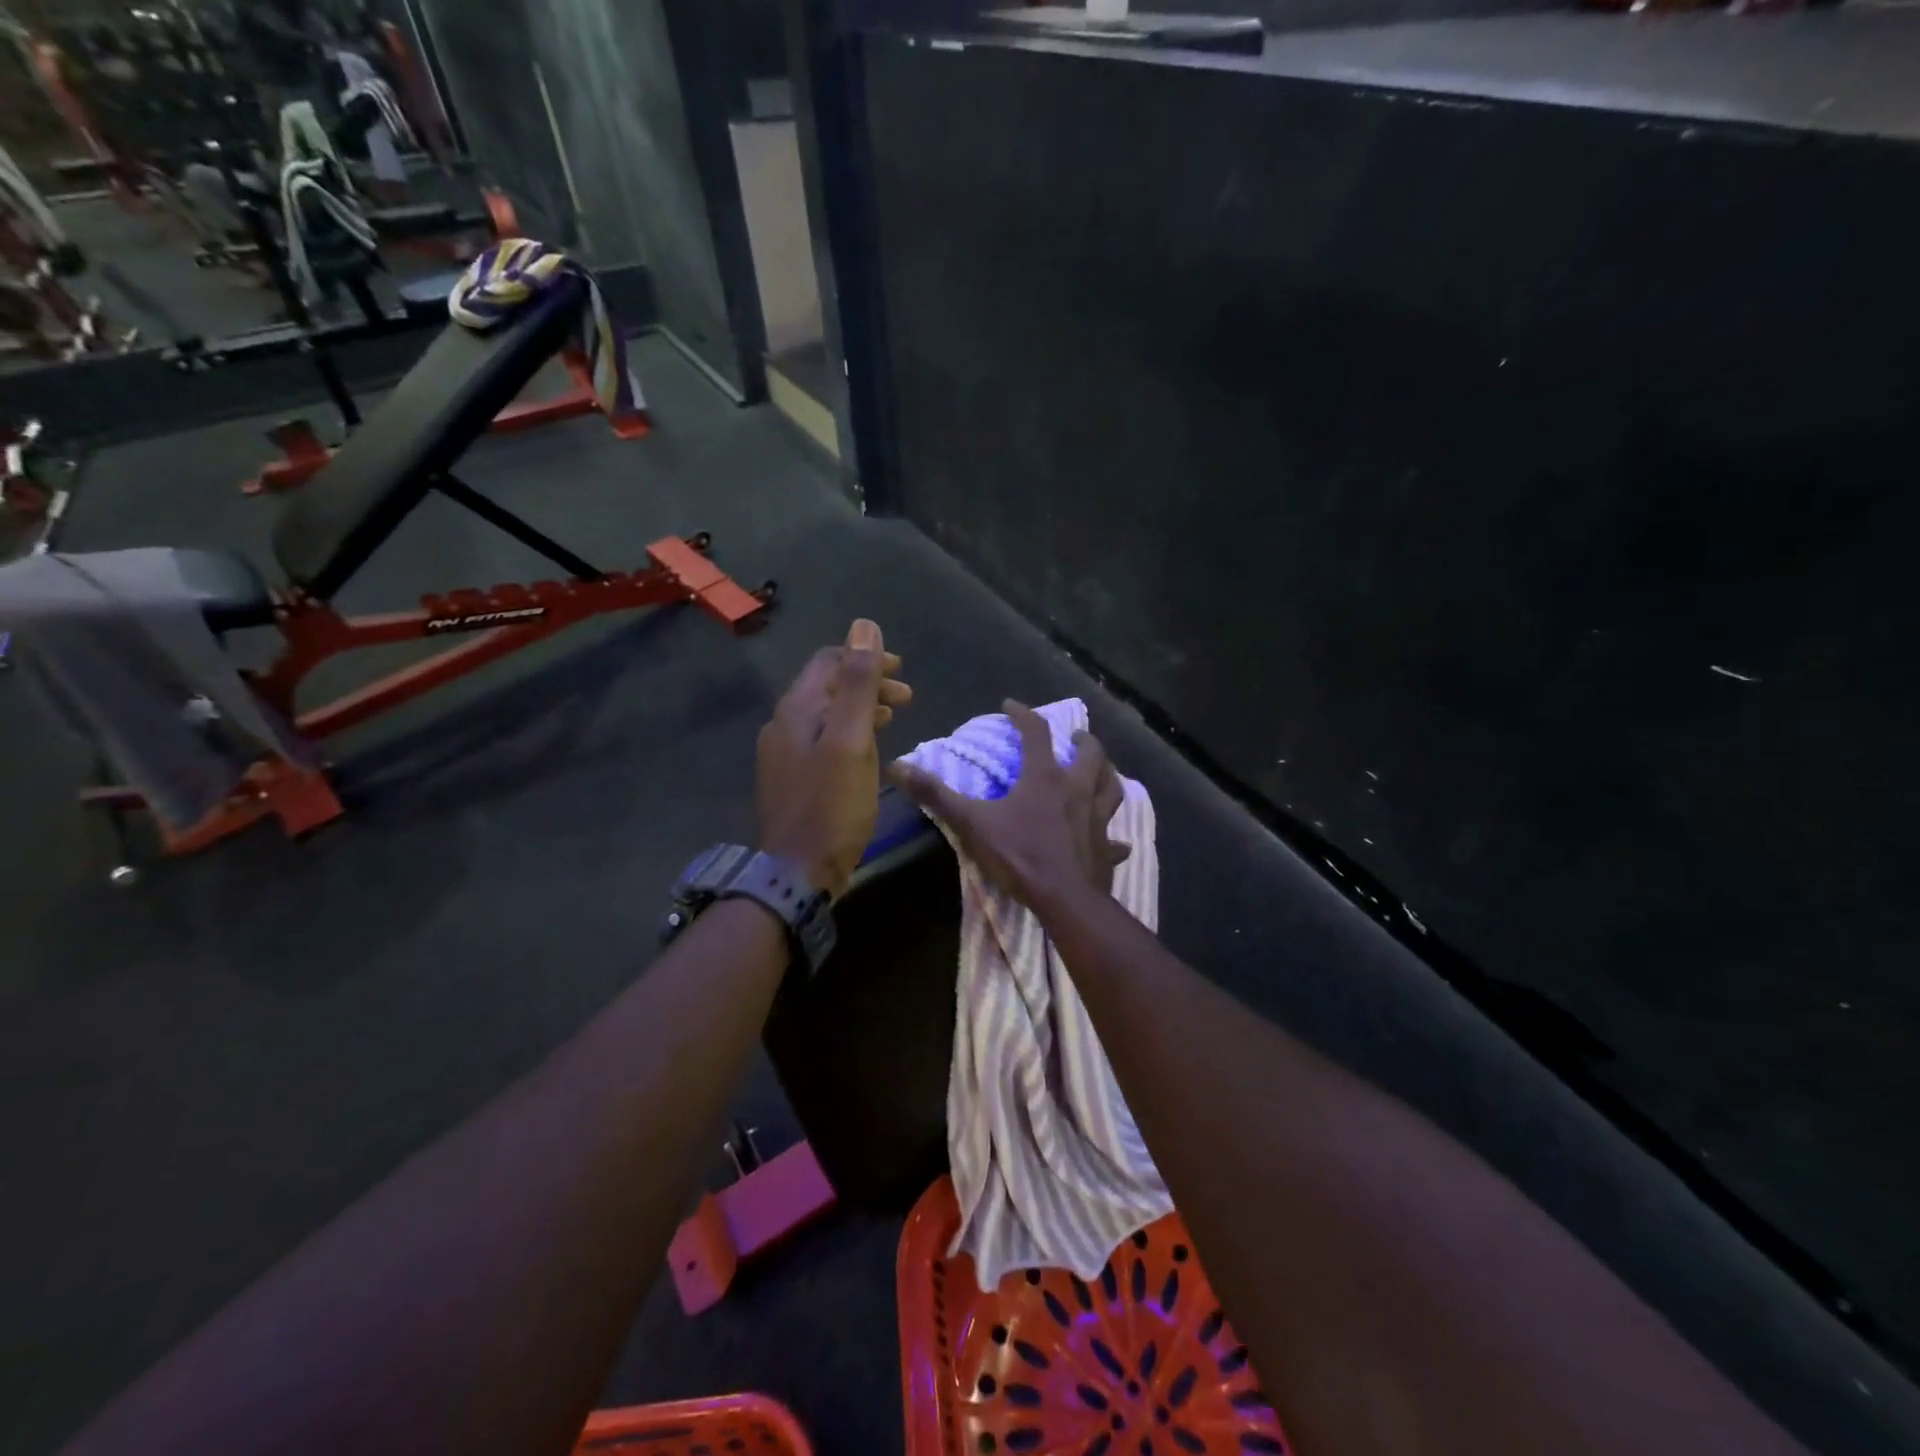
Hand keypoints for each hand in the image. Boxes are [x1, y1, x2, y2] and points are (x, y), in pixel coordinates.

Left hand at [757, 620, 912, 899]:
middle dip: (868, 682)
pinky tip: (868, 748)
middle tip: (906, 697)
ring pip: (827, 714)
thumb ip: (858, 684)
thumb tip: (864, 626)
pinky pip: (823, 739)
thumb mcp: (852, 741)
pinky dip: (850, 732)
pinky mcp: (792, 777)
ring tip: (894, 715)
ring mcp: (784, 753)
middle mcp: (784, 724)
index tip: (901, 670)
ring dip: (861, 707)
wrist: (797, 872)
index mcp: (797, 709)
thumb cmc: (831, 805)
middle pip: (828, 686)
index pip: (829, 661)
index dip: (866, 657)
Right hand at [892, 700, 1129, 910]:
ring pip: (1112, 787)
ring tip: (1101, 771)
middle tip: (1075, 737)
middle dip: (1082, 741)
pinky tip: (1116, 840)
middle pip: (1090, 755)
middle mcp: (1078, 790)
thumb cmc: (1019, 855)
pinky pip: (1116, 838)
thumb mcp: (972, 822)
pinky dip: (1115, 836)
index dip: (1023, 715)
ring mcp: (1098, 819)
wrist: (1064, 898)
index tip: (1011, 706)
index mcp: (1046, 778)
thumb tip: (898, 766)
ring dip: (1108, 775)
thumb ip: (936, 795)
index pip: (1036, 733)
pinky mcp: (1107, 848)